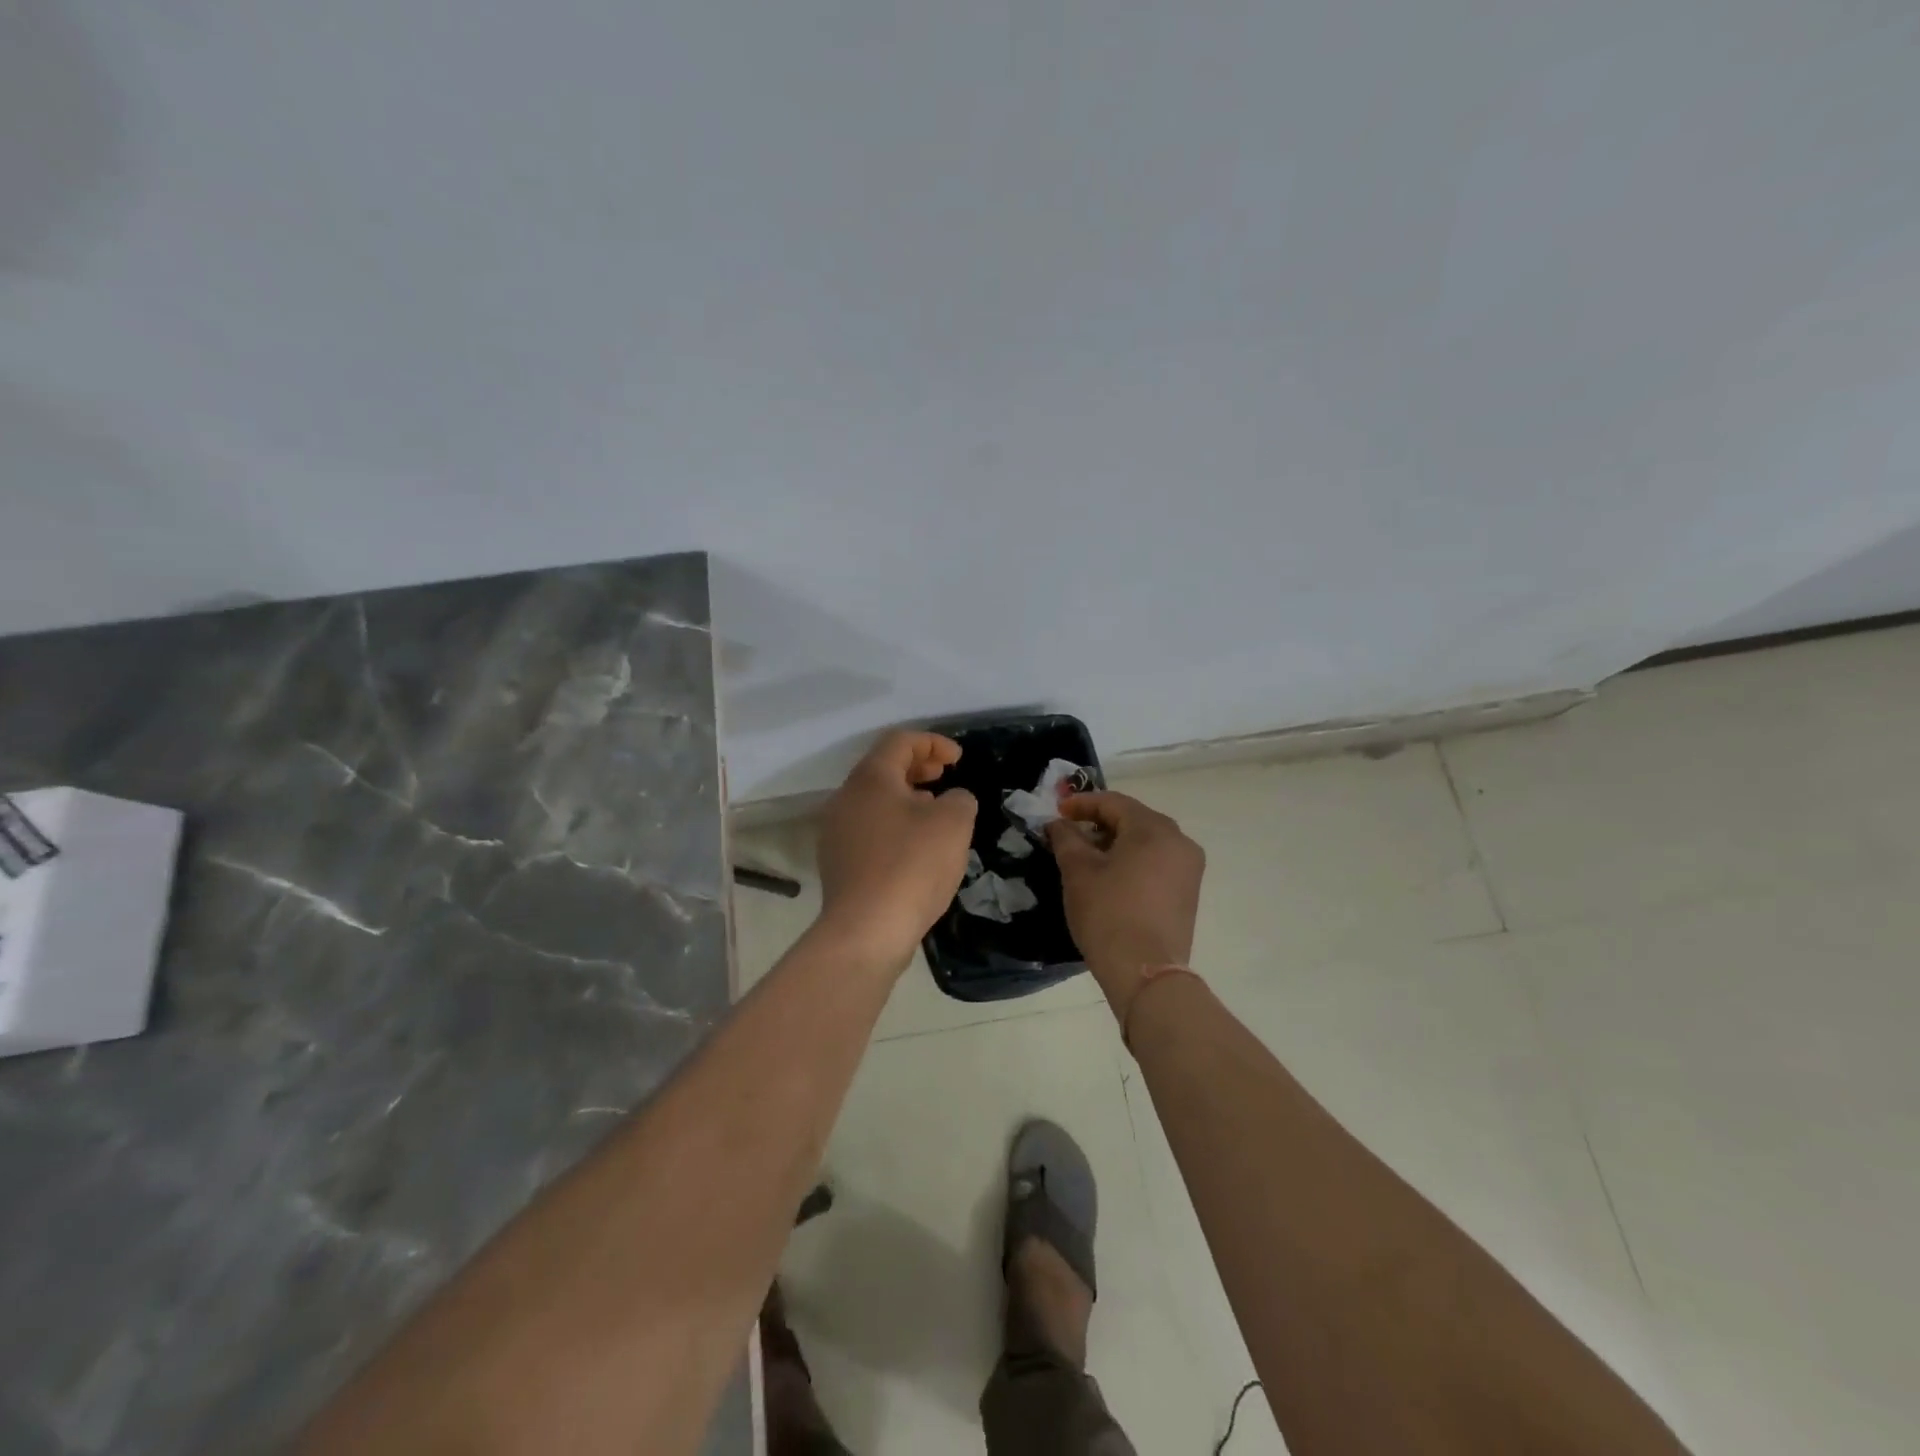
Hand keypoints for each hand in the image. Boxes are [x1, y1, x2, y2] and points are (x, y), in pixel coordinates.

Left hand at [815, 731, 977, 973]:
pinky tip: (915, 847)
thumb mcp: (954, 822)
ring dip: (906, 797)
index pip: (900, 741)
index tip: (959, 759)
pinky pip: (868, 829)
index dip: (933, 742)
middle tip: (945, 775)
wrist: (867, 930)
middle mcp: (845, 798)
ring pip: (874, 800)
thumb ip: (959, 799)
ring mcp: (835, 832)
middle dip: (918, 767)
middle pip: (882, 768)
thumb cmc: (912, 865)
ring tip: (933, 810)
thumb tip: (951, 800)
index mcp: (870, 778)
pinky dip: (894, 825)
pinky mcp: (837, 863)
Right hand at [1046, 791, 1204, 1004]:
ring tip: (1086, 855)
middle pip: (1134, 819)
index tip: (1057, 812)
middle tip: (1070, 832)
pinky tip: (1110, 875)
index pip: (1114, 802)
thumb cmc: (1108, 913)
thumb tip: (1059, 823)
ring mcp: (1188, 868)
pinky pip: (1157, 862)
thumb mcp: (1078, 871)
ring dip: (1116, 842)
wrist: (1144, 972)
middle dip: (1099, 822)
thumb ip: (1067, 838)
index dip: (1082, 803)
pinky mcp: (1188, 892)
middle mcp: (1179, 841)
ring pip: (1147, 841)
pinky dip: (1133, 860)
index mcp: (1154, 829)